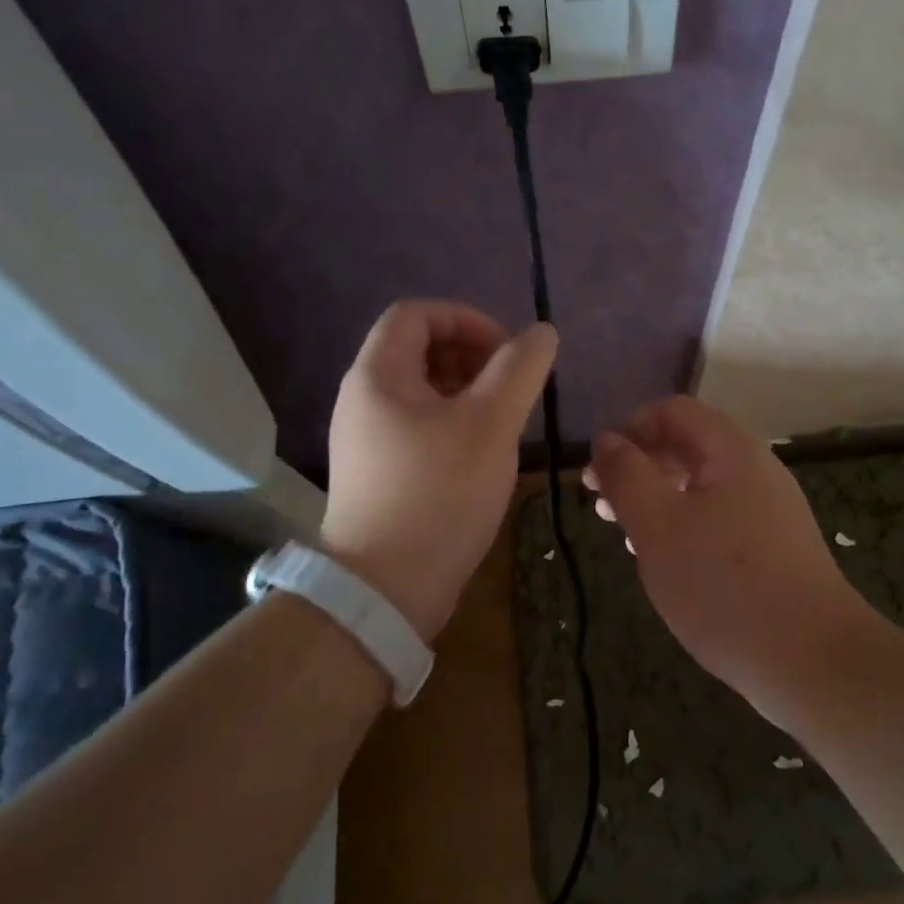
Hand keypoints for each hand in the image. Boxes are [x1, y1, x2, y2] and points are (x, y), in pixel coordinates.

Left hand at [322, 300, 557, 640]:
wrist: (385, 590)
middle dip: (470, 355)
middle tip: (511, 386)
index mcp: (378, 375)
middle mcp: (363, 399)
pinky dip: (453, 422)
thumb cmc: (438, 494)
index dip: (466, 318)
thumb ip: (520, 369)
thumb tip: (540, 332)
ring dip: (466, 390)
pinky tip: (482, 453)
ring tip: (504, 419)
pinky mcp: (378, 472)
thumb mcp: (490, 424)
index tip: (507, 351)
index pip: (416, 313)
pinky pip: (417, 425)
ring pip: (421, 390)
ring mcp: (367, 439)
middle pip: (417, 349)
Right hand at [585, 396, 866, 707]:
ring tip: (626, 536)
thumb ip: (626, 475)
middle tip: (602, 505)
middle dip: (638, 467)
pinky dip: (684, 526)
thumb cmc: (724, 585)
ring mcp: (769, 508)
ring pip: (700, 485)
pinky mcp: (774, 546)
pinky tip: (667, 562)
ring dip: (657, 499)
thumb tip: (606, 440)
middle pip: (686, 444)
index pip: (671, 411)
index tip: (596, 470)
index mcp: (730, 449)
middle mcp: (755, 468)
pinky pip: (719, 517)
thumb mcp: (657, 526)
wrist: (813, 662)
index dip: (628, 429)